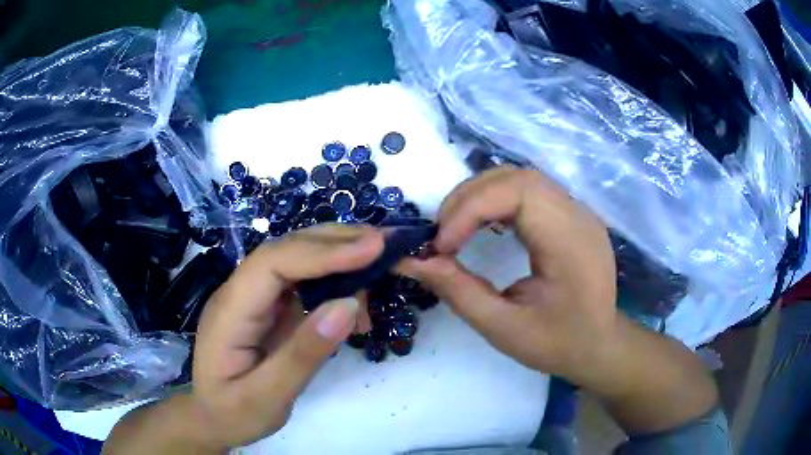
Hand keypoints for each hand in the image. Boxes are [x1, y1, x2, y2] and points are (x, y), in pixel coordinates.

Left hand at [104, 225, 383, 453]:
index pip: (274, 263)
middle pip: (285, 250)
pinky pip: (300, 282)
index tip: (373, 249)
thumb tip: (348, 304)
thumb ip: (303, 354)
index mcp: (231, 311)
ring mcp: (252, 298)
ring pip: (294, 260)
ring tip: (378, 262)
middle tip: (386, 243)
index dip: (323, 251)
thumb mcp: (268, 397)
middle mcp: (239, 292)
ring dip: (337, 254)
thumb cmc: (234, 413)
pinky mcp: (266, 307)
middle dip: (336, 242)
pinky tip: (355, 295)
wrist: (212, 418)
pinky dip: (332, 279)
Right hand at [399, 167, 617, 384]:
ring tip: (456, 229)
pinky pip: (530, 191)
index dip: (472, 208)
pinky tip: (484, 224)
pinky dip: (497, 200)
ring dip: (480, 196)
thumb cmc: (557, 343)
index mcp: (571, 242)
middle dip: (469, 198)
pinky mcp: (571, 215)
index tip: (441, 245)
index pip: (519, 192)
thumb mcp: (502, 328)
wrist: (599, 345)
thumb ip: (457, 291)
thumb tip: (411, 261)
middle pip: (517, 177)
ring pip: (521, 178)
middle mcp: (578, 215)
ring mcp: (578, 211)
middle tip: (442, 235)